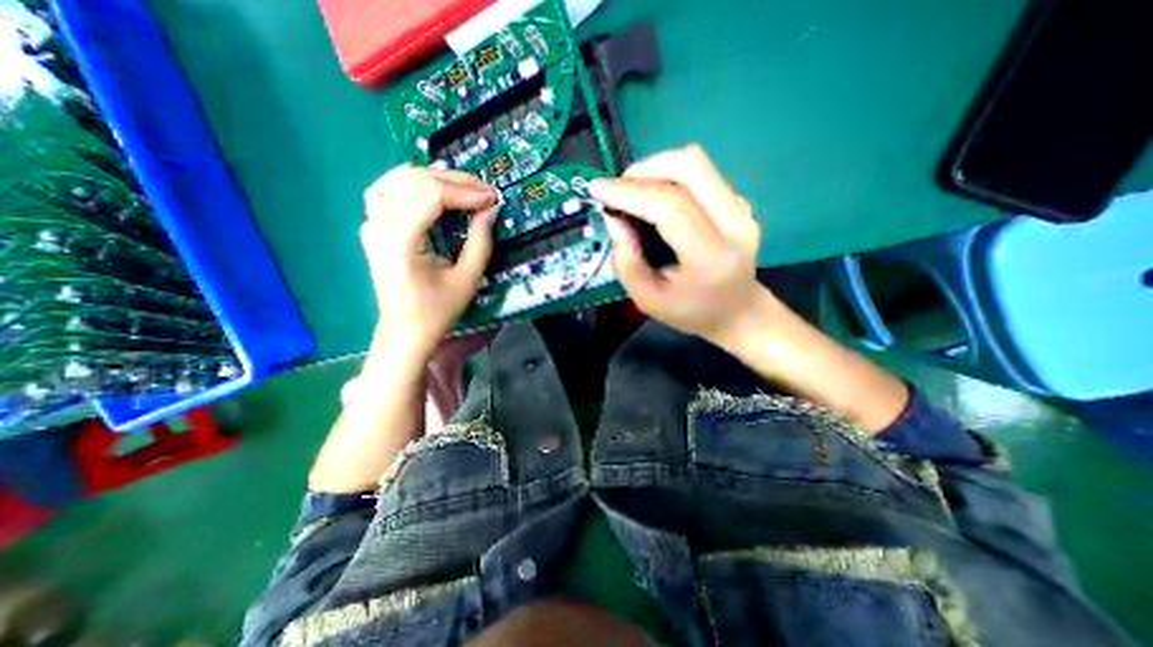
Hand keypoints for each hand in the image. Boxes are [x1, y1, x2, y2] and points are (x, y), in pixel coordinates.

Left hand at [360, 164, 494, 359]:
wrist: (405, 328)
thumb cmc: (437, 310)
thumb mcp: (468, 278)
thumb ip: (480, 240)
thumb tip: (490, 209)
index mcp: (400, 239)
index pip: (431, 194)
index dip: (466, 191)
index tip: (493, 197)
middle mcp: (379, 223)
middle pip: (417, 179)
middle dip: (457, 181)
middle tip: (486, 192)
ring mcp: (371, 220)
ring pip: (403, 177)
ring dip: (439, 178)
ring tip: (467, 190)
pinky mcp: (373, 223)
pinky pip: (391, 187)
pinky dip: (416, 182)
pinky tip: (435, 189)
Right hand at [587, 143, 783, 351]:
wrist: (738, 311)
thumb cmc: (690, 311)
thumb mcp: (647, 299)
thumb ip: (625, 261)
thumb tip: (613, 217)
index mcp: (710, 258)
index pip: (670, 207)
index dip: (629, 193)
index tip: (597, 190)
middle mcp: (734, 224)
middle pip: (689, 168)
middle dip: (643, 170)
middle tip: (617, 189)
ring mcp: (741, 208)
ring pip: (695, 163)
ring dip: (655, 168)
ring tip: (632, 191)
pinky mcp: (739, 201)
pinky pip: (700, 173)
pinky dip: (669, 176)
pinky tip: (655, 197)